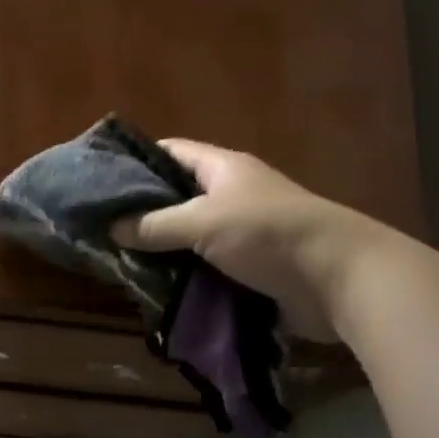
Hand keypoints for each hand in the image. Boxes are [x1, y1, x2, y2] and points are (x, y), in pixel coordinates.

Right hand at [115, 139, 364, 340]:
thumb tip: (111, 228)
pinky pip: (206, 265)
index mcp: (223, 168)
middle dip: (143, 212)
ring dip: (161, 249)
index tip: (100, 181)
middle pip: (177, 196)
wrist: (338, 278)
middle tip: (101, 228)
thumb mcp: (203, 222)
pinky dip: (183, 274)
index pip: (171, 152)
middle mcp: (231, 194)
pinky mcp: (250, 266)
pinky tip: (154, 285)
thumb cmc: (268, 233)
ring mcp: (242, 231)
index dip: (135, 161)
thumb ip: (155, 225)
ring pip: (189, 235)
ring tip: (119, 260)